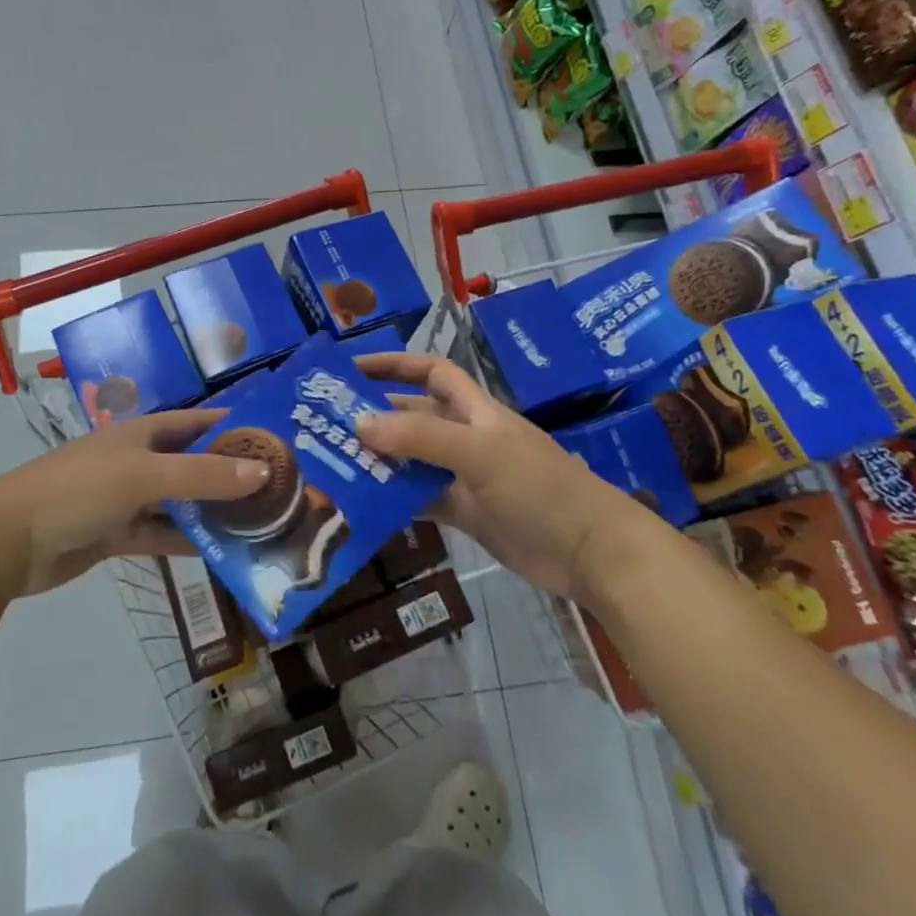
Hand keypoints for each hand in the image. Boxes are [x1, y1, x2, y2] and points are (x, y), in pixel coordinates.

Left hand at [0, 410, 269, 597]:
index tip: (277, 439)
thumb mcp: (145, 475)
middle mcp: (140, 460)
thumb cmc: (80, 489)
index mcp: (144, 433)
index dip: (234, 427)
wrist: (9, 540)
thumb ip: (203, 475)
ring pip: (181, 503)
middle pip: (194, 464)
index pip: (199, 422)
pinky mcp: (118, 534)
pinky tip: (222, 554)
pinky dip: (187, 543)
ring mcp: (128, 499)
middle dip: (231, 474)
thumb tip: (262, 472)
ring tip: (261, 525)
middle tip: (280, 489)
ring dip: (213, 512)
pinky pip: (162, 535)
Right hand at [353, 352, 648, 601]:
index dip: (393, 364)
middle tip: (326, 426)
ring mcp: (465, 476)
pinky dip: (395, 500)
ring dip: (380, 461)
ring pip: (413, 460)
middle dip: (375, 417)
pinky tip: (365, 506)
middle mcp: (466, 436)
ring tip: (335, 465)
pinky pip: (422, 499)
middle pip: (414, 417)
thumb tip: (359, 424)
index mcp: (474, 410)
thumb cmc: (538, 487)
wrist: (589, 551)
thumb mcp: (479, 453)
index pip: (430, 372)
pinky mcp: (467, 513)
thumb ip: (420, 439)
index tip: (351, 369)